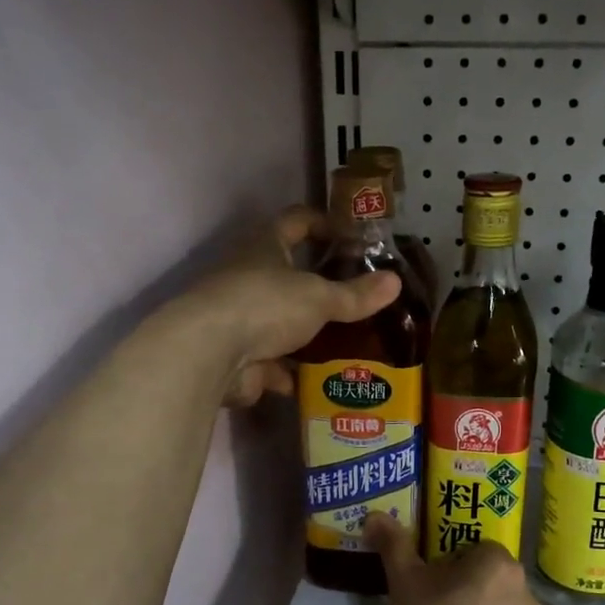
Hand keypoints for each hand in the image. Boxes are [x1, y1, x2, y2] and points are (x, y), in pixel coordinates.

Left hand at [175, 207, 402, 407]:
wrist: (209, 353)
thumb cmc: (265, 305)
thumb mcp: (319, 297)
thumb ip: (356, 294)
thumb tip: (396, 281)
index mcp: (264, 246)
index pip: (296, 220)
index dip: (323, 223)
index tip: (350, 236)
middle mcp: (248, 276)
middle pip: (287, 275)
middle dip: (319, 287)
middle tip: (356, 298)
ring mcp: (239, 317)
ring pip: (280, 322)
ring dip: (305, 334)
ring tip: (345, 344)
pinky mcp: (236, 355)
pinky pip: (270, 362)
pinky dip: (289, 372)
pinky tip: (316, 383)